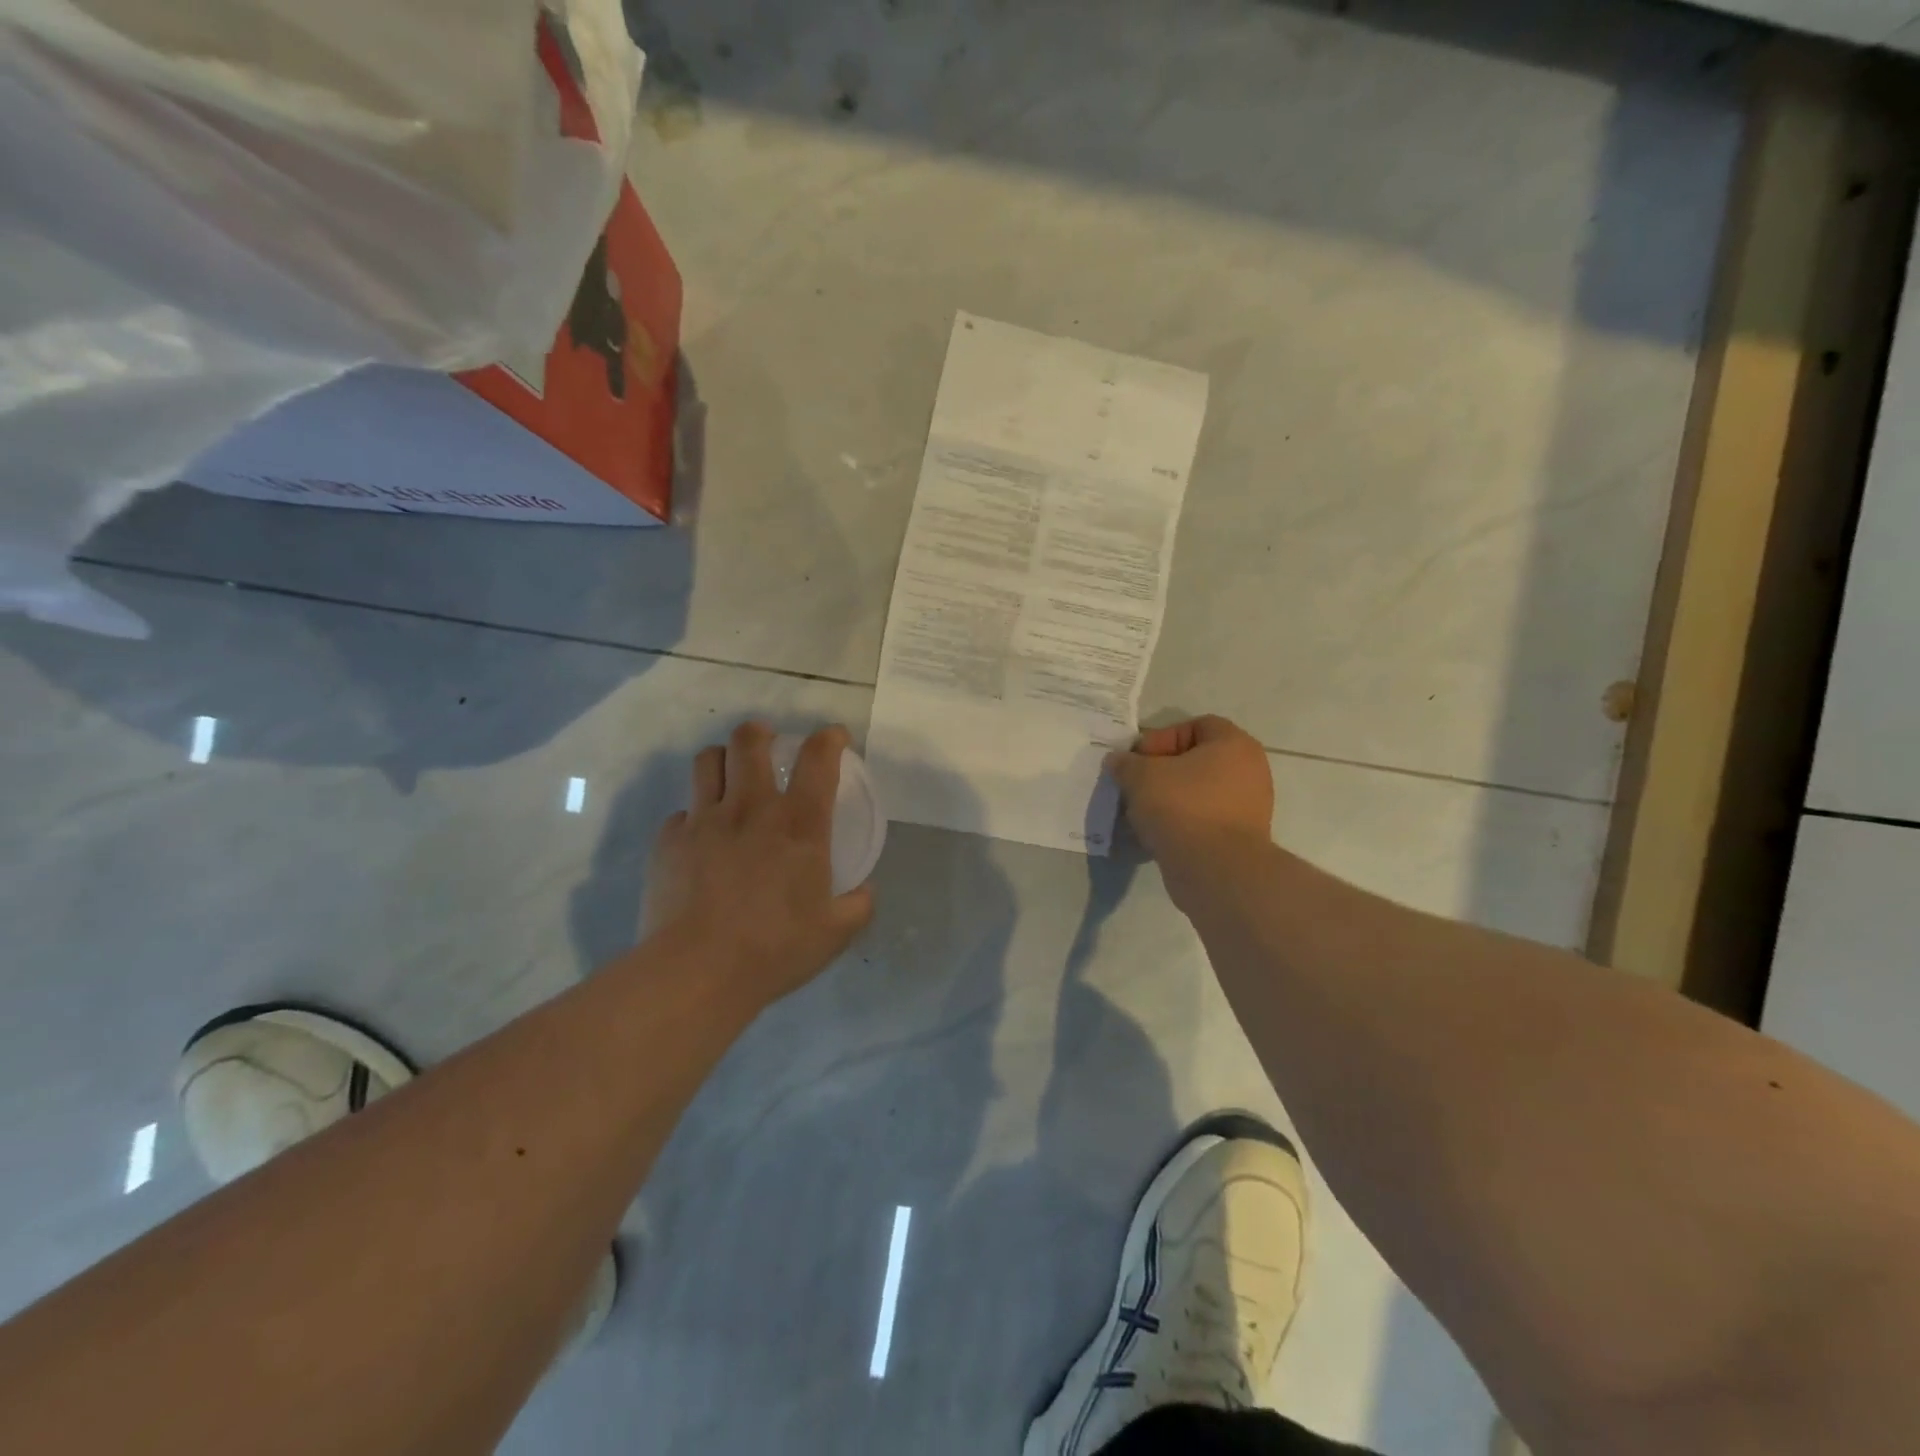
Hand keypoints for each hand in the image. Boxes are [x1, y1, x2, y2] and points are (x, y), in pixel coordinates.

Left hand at [643, 722, 874, 1006]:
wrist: (695, 972)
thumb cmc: (774, 949)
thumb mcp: (835, 933)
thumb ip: (858, 905)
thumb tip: (865, 891)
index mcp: (799, 824)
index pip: (818, 759)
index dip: (830, 738)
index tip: (834, 737)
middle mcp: (751, 808)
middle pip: (749, 741)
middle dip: (760, 732)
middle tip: (767, 742)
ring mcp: (704, 820)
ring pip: (707, 762)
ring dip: (722, 759)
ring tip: (729, 775)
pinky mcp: (668, 841)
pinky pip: (681, 812)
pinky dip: (694, 816)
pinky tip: (699, 839)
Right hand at [1107, 715, 1273, 878]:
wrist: (1215, 870)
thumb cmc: (1182, 807)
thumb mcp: (1141, 776)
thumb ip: (1126, 763)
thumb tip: (1118, 761)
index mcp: (1234, 745)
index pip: (1196, 726)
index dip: (1162, 738)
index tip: (1139, 760)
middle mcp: (1249, 771)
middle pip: (1196, 761)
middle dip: (1161, 772)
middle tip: (1135, 786)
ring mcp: (1248, 807)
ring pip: (1198, 793)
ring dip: (1168, 799)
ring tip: (1141, 813)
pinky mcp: (1239, 838)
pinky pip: (1204, 820)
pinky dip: (1181, 823)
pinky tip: (1156, 834)